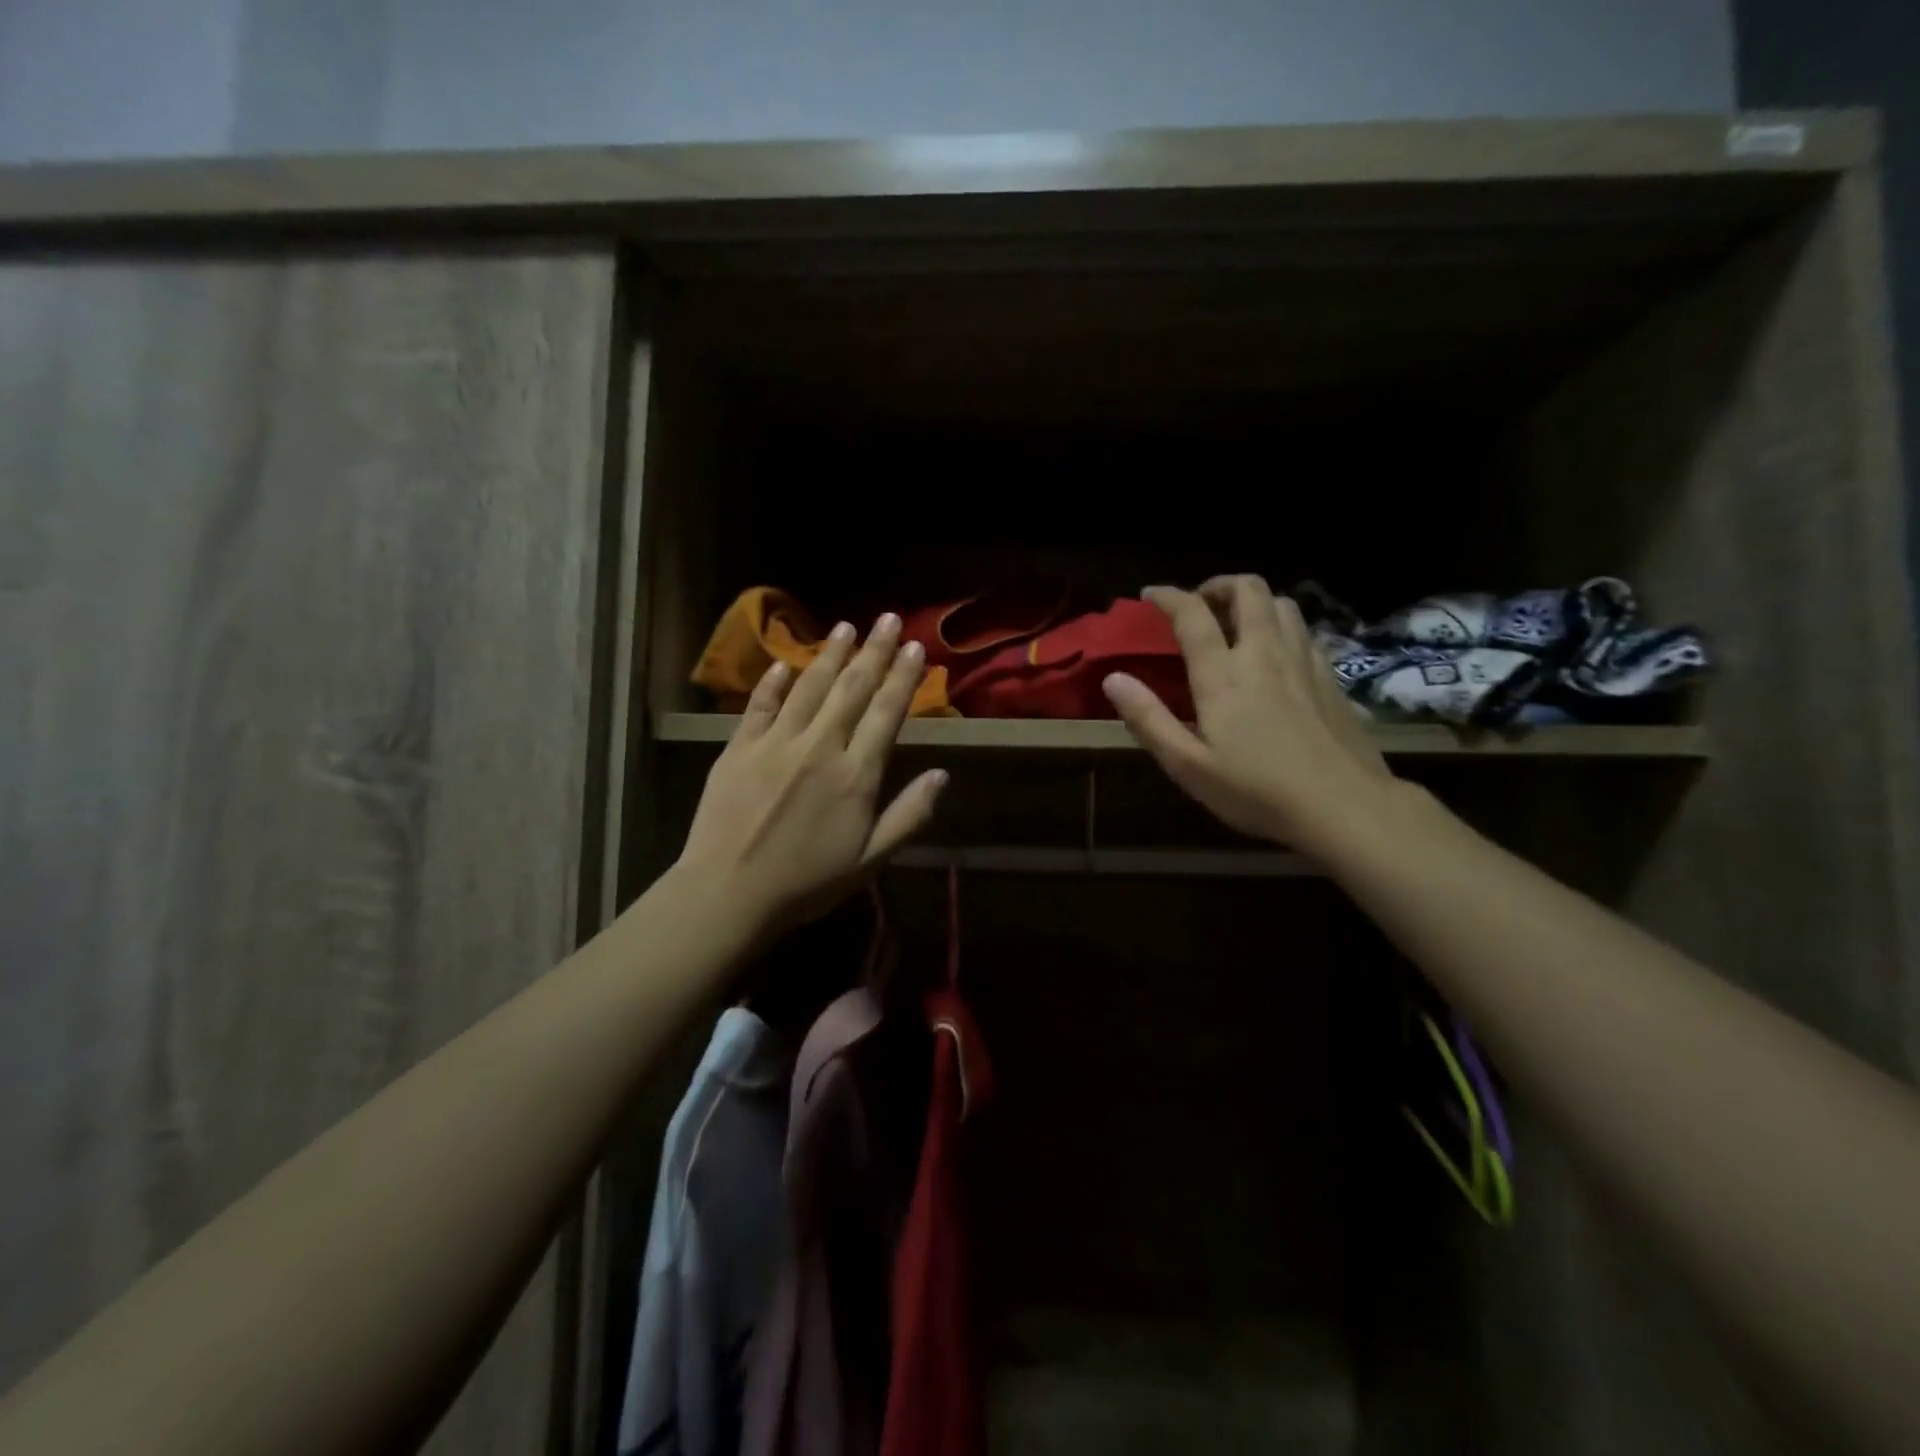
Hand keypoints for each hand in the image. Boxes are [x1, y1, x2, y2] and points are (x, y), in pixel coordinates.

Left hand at [677, 613, 947, 936]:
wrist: (728, 893)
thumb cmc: (807, 883)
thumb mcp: (870, 860)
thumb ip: (909, 815)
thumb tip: (942, 773)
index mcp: (855, 775)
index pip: (886, 713)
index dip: (903, 678)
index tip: (916, 648)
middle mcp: (819, 747)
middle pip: (852, 689)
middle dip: (874, 652)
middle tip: (888, 619)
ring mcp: (775, 743)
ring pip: (808, 688)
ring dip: (830, 655)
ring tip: (846, 627)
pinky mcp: (737, 748)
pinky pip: (759, 706)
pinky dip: (772, 683)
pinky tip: (782, 664)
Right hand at [1102, 575, 1396, 851]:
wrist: (1344, 806)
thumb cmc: (1256, 790)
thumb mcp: (1188, 765)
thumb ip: (1149, 719)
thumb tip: (1114, 679)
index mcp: (1224, 674)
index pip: (1193, 614)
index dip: (1168, 596)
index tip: (1150, 595)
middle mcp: (1265, 653)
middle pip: (1248, 590)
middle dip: (1219, 586)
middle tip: (1200, 605)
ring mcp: (1304, 661)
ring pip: (1282, 603)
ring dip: (1253, 601)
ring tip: (1235, 622)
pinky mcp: (1329, 677)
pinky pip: (1303, 630)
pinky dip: (1280, 625)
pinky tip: (1274, 653)